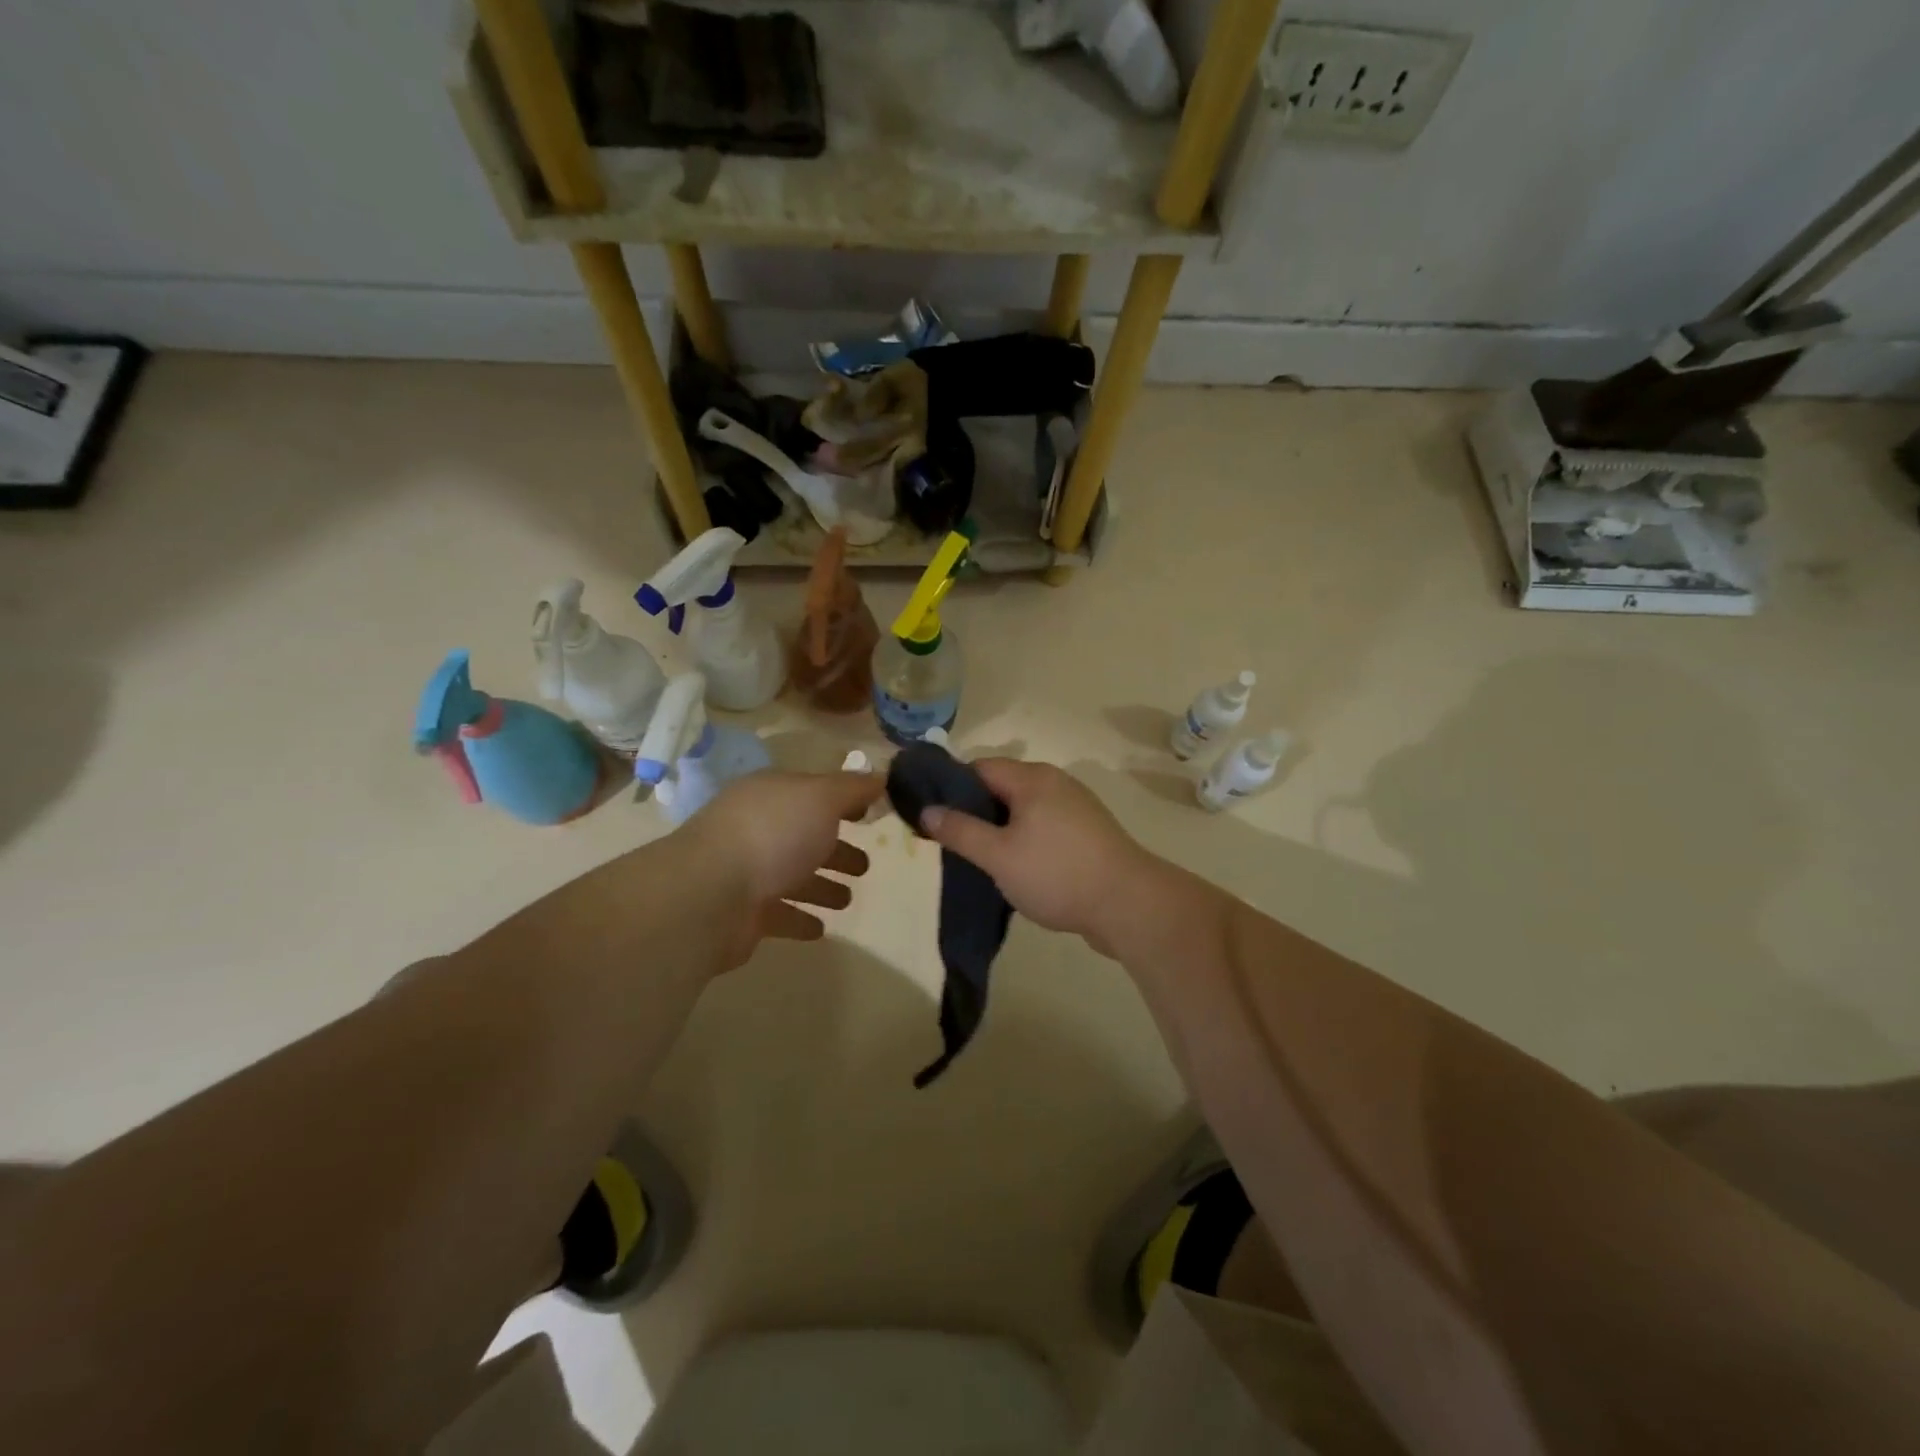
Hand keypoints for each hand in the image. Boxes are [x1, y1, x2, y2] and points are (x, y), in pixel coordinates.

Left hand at [683, 770, 883, 964]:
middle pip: (804, 836)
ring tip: (848, 900)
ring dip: (821, 886)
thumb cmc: (772, 835)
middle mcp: (757, 828)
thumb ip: (852, 789)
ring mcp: (746, 871)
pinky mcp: (742, 913)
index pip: (812, 792)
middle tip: (865, 866)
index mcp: (772, 795)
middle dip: (835, 849)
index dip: (842, 801)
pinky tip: (820, 928)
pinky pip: (779, 914)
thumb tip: (880, 777)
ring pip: (793, 876)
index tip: (870, 814)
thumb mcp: (821, 798)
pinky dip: (799, 918)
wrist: (709, 895)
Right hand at [919, 759, 1158, 951]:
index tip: (931, 815)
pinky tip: (1016, 867)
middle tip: (951, 842)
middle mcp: (1055, 783)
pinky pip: (1043, 826)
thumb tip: (927, 810)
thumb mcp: (998, 855)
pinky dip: (1024, 839)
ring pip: (1023, 809)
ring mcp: (1075, 807)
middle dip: (974, 811)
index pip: (979, 767)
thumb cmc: (1057, 874)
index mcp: (1032, 778)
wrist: (1128, 904)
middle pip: (1001, 787)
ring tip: (980, 859)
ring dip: (999, 829)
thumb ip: (960, 831)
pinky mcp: (1087, 832)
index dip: (950, 787)